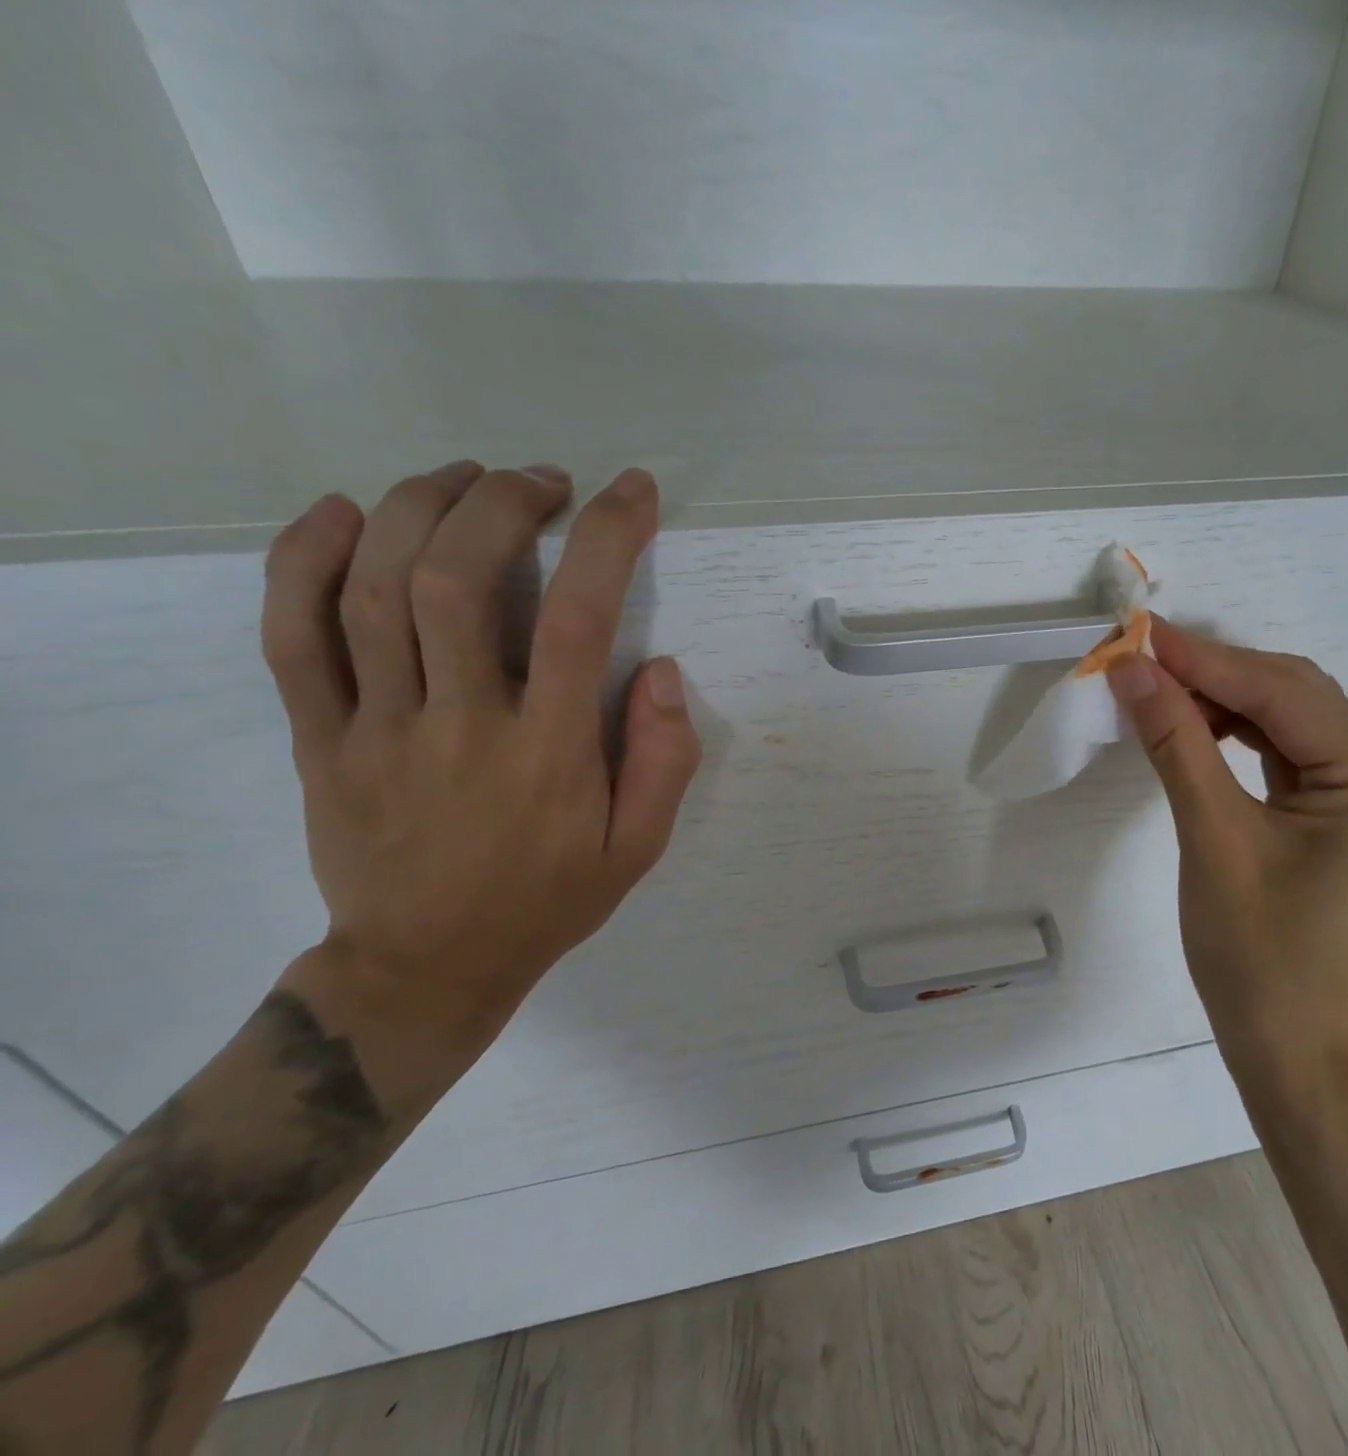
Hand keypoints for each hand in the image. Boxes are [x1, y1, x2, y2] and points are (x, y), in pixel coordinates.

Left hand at [259, 462, 700, 1086]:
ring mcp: (377, 729)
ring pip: (373, 591)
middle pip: (459, 582)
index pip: (580, 621)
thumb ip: (664, 759)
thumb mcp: (638, 847)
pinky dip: (304, 561)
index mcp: (550, 754)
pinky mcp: (319, 739)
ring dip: (421, 509)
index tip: (630, 491)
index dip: (608, 539)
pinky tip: (343, 511)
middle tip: (541, 480)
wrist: (426, 966)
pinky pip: (292, 638)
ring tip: (465, 476)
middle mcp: (462, 726)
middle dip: (503, 505)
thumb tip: (661, 669)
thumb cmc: (548, 899)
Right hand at [1108, 620, 1347, 1106]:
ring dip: (1224, 705)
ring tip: (1158, 694)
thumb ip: (1175, 742)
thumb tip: (1132, 669)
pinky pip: (1291, 758)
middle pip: (1295, 699)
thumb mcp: (1212, 840)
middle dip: (1215, 677)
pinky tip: (1197, 731)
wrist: (1298, 1060)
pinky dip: (1240, 739)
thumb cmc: (1259, 961)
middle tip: (1141, 663)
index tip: (1139, 635)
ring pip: (1290, 725)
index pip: (1284, 695)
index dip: (1206, 660)